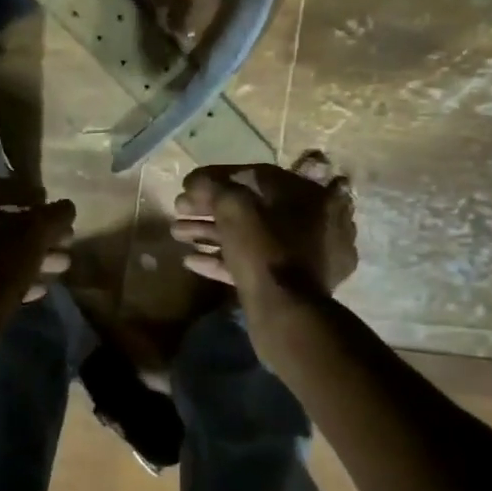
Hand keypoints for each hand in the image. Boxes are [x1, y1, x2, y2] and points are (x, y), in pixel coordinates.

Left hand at [0, 140, 73, 356]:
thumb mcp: (30, 238)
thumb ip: (51, 217)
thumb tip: (67, 207)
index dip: (23, 190)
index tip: (47, 200)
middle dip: (36, 230)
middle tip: (64, 238)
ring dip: (32, 255)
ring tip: (63, 264)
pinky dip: (16, 276)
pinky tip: (42, 287)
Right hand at [171, 151, 356, 314]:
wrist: (286, 314)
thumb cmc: (264, 250)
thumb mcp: (234, 208)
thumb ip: (213, 187)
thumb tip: (196, 182)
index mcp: (309, 195)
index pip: (256, 176)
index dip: (216, 179)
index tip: (188, 187)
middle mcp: (314, 222)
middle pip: (252, 208)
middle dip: (210, 209)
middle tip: (178, 212)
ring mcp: (304, 257)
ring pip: (250, 237)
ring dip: (211, 233)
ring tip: (177, 234)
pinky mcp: (291, 285)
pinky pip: (254, 264)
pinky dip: (223, 260)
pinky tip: (191, 261)